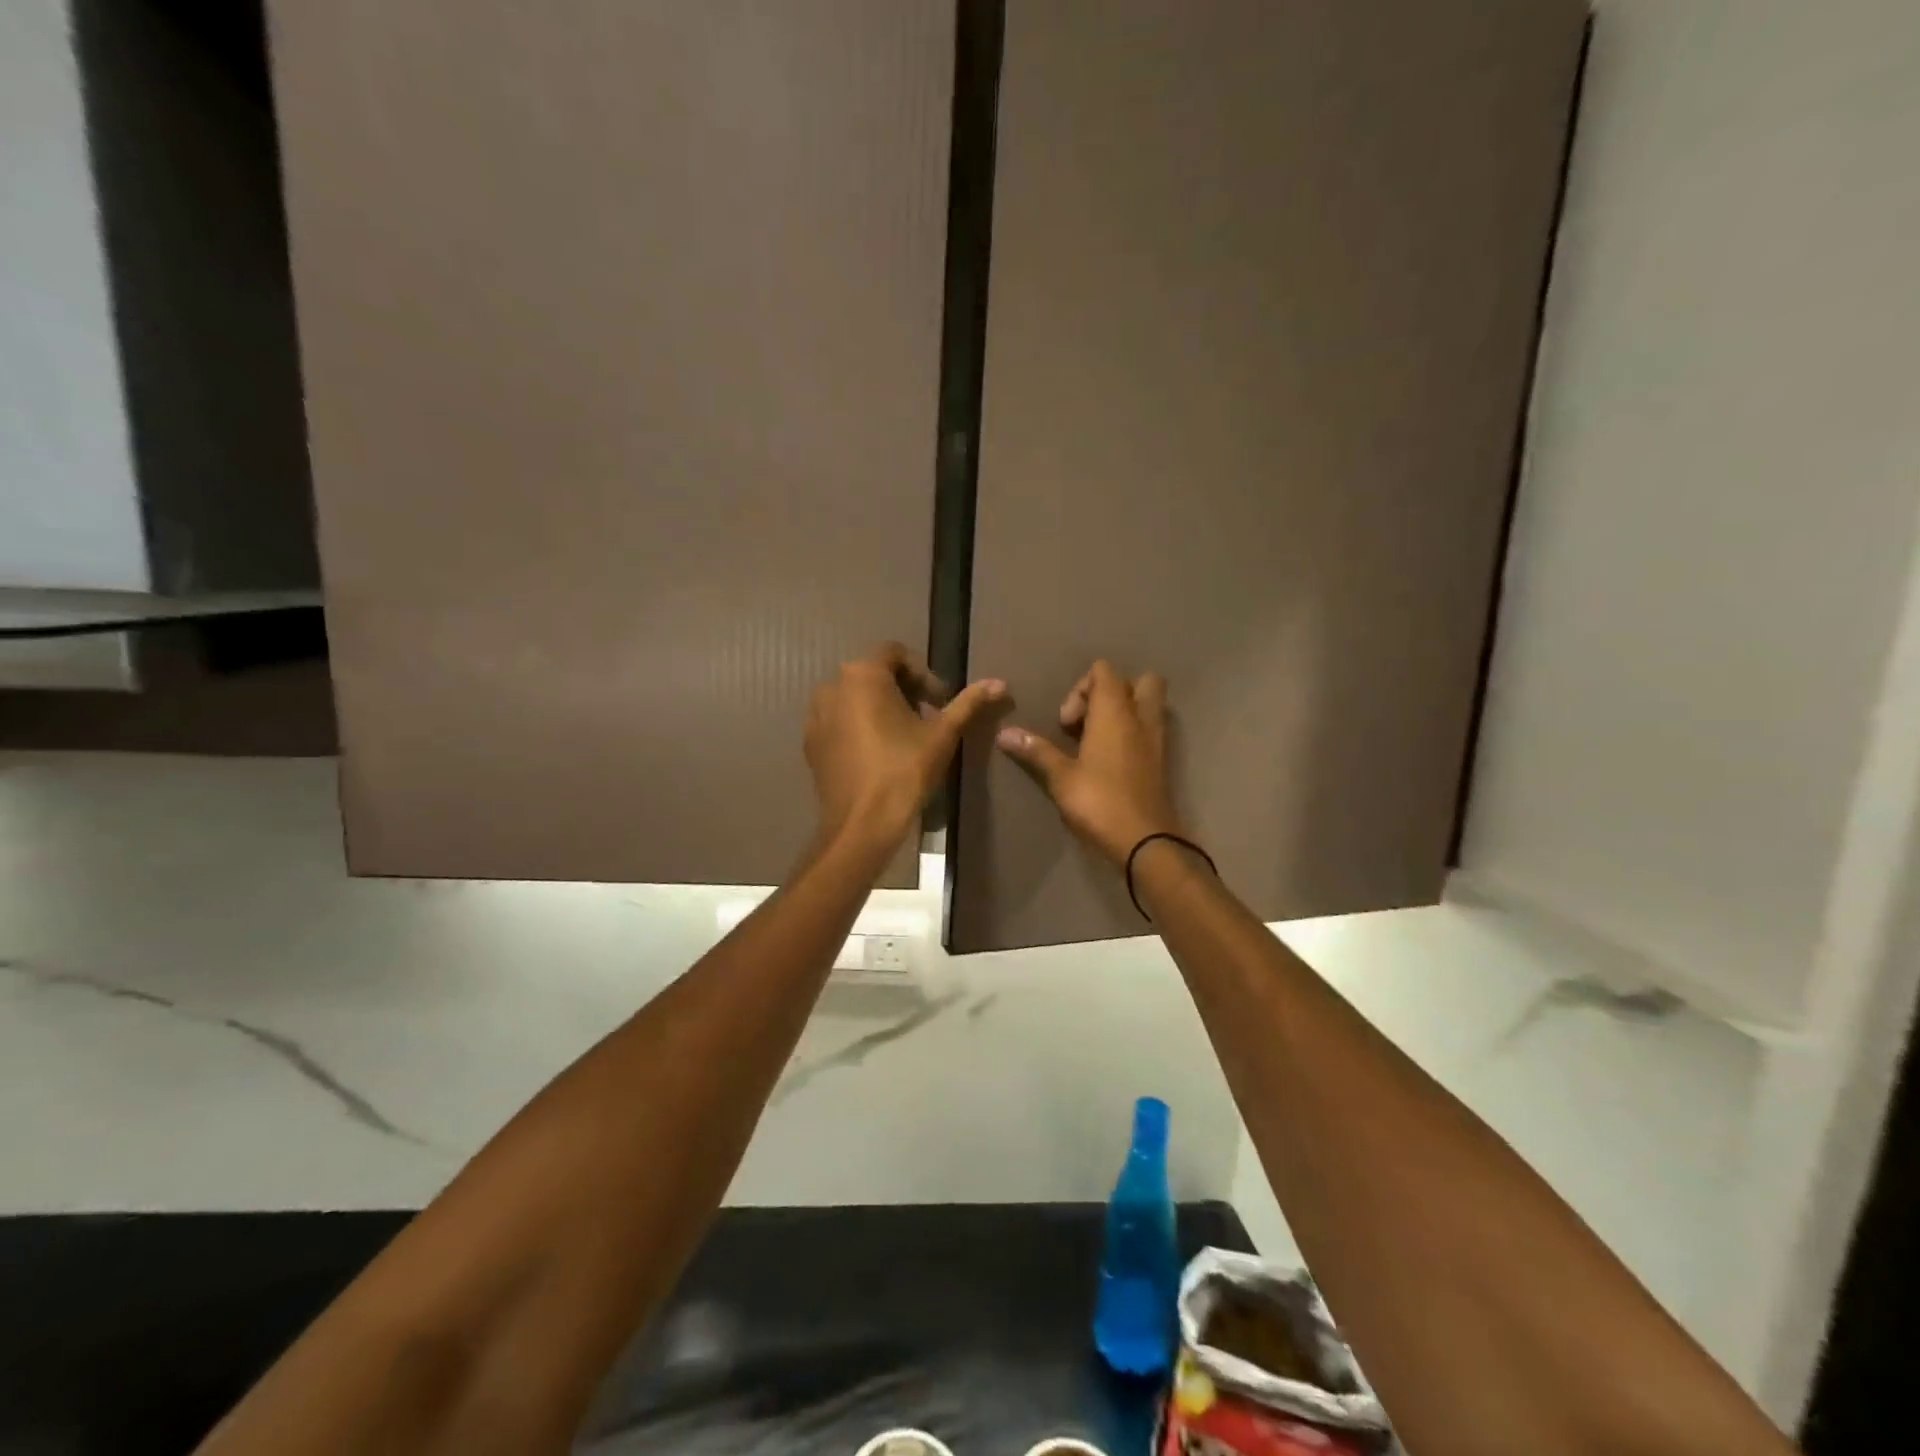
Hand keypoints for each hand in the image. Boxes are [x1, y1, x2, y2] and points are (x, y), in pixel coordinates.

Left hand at [805, 642, 1005, 851]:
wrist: (862, 823)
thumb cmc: (905, 771)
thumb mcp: (943, 734)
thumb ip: (968, 703)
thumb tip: (999, 683)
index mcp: (863, 675)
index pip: (895, 653)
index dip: (922, 673)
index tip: (939, 701)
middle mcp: (832, 687)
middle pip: (873, 674)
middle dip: (902, 690)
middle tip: (927, 718)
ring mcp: (816, 716)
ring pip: (854, 698)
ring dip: (879, 708)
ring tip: (902, 736)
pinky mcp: (810, 744)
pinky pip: (838, 722)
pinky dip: (858, 727)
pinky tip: (877, 754)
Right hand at [995, 660, 1184, 864]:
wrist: (1146, 842)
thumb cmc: (1100, 802)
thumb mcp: (1061, 778)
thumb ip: (1036, 751)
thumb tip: (1004, 733)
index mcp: (1115, 712)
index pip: (1103, 671)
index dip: (1080, 688)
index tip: (1066, 723)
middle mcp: (1141, 718)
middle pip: (1140, 680)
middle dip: (1113, 692)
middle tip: (1089, 721)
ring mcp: (1157, 739)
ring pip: (1150, 705)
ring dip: (1126, 713)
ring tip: (1098, 740)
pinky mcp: (1162, 761)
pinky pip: (1151, 730)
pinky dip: (1134, 734)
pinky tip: (1110, 760)